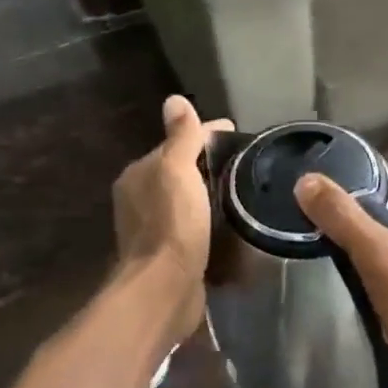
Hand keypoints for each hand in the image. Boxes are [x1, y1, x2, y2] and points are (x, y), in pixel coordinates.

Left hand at [113, 96, 231, 329]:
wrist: (165, 287)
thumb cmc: (172, 224)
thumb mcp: (177, 172)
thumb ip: (181, 137)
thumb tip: (175, 99)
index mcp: (139, 174)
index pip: (177, 142)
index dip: (207, 135)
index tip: (242, 138)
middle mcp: (139, 197)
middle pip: (180, 170)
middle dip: (210, 164)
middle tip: (249, 164)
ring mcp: (153, 226)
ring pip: (187, 197)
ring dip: (210, 192)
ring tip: (245, 189)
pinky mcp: (168, 251)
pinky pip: (192, 222)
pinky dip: (209, 216)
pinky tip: (229, 220)